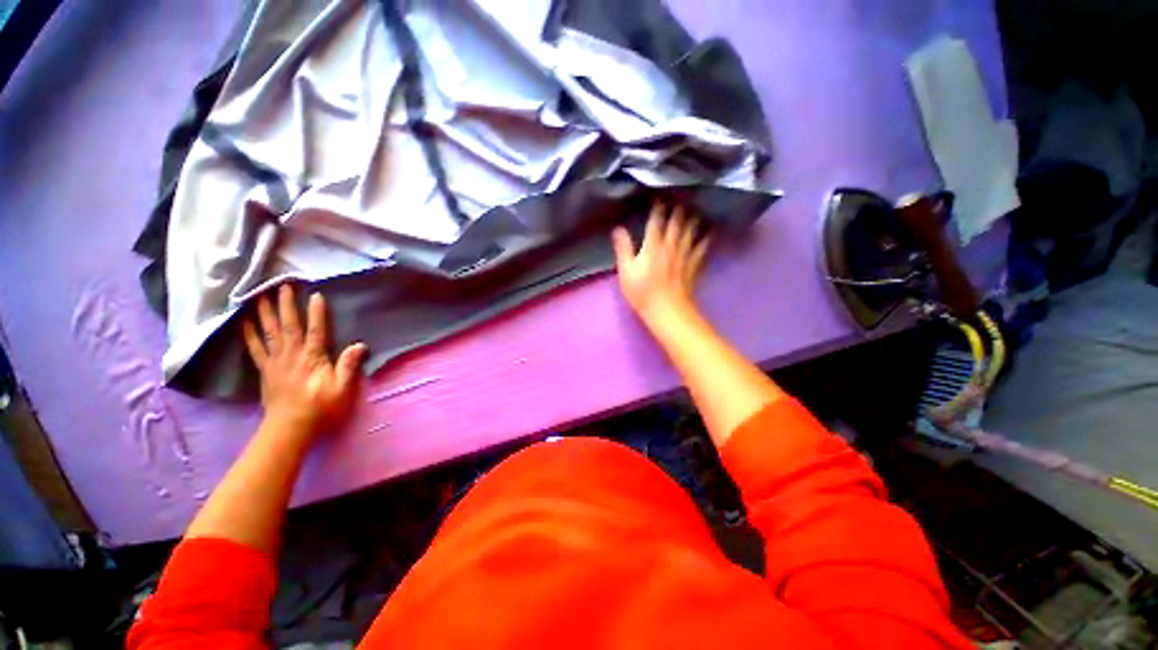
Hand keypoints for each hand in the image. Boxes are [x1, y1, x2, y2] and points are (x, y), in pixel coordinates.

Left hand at [243, 284, 367, 434]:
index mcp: (312, 358)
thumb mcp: (342, 388)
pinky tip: (244, 322)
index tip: (315, 294)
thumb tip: (360, 344)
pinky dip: (249, 334)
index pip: (315, 330)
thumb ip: (349, 365)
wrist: (290, 428)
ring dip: (264, 313)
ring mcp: (275, 361)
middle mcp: (292, 355)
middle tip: (281, 285)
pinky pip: (255, 348)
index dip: (316, 313)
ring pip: (269, 332)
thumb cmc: (321, 407)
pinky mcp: (265, 370)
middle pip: (288, 325)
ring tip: (258, 295)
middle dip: (285, 304)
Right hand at [611, 201, 710, 326]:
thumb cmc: (642, 292)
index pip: (656, 220)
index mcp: (653, 245)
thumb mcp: (626, 272)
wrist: (667, 310)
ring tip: (695, 206)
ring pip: (692, 229)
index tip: (659, 196)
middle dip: (678, 207)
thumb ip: (623, 248)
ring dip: (693, 217)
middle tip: (680, 195)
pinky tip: (711, 230)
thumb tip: (618, 228)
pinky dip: (707, 236)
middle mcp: (671, 244)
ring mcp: (685, 254)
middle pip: (677, 221)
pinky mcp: (695, 264)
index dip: (658, 207)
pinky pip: (703, 246)